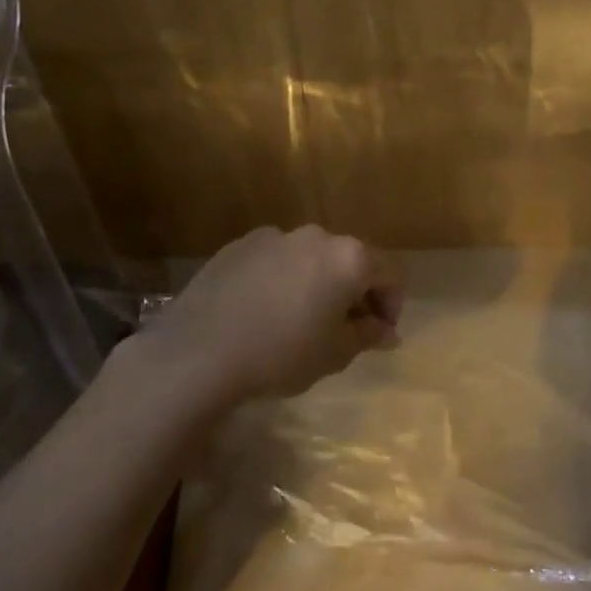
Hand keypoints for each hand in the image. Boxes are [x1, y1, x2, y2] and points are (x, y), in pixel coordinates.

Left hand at [127, 225, 402, 408]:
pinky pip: (276, 260)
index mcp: (349, 257)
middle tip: (342, 331)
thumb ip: (368, 335)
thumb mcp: (336, 353)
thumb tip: (387, 331)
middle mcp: (316, 235)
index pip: (391, 273)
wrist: (198, 353)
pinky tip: (261, 312)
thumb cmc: (281, 355)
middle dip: (354, 293)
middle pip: (351, 260)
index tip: (378, 335)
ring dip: (317, 284)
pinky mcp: (239, 245)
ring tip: (297, 321)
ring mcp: (274, 236)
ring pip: (311, 258)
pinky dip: (281, 279)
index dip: (392, 305)